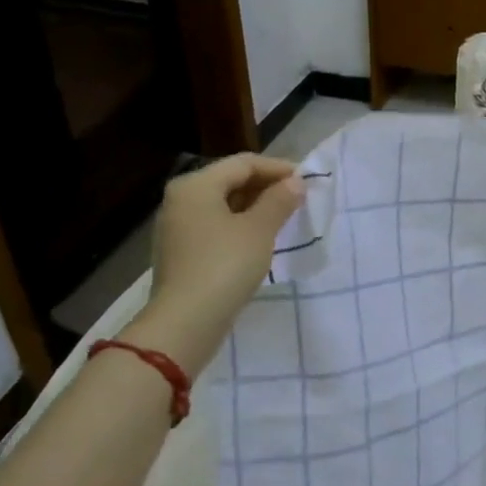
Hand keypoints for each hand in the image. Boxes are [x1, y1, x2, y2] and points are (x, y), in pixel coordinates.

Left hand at [124, 155, 303, 374]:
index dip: (278, 168)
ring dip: (256, 208)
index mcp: (196, 185)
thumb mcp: (260, 229)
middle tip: (299, 200)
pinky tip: (262, 240)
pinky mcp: (182, 252)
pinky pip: (217, 227)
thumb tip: (295, 183)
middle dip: (267, 188)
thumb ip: (279, 201)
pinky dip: (241, 226)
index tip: (308, 181)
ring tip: (286, 219)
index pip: (244, 163)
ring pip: (224, 206)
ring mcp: (178, 227)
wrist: (186, 322)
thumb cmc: (225, 266)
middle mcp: (181, 200)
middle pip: (231, 181)